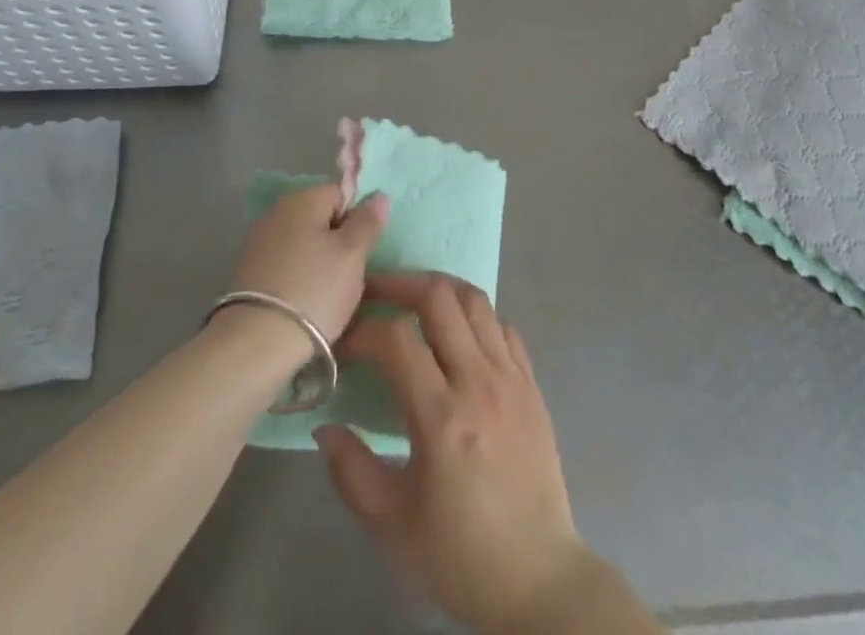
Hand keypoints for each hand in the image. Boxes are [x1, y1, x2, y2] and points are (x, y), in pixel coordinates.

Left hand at [228, 185, 388, 342]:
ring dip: (319, 263)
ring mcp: (258, 242)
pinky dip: (299, 279)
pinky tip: (305, 304)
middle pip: (321, 218)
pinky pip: (286, 266)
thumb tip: (378, 195)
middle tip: (350, 276)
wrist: (256, 344)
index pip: (342, 194)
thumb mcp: (352, 254)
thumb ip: (367, 221)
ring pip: (304, 245)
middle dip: (338, 242)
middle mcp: (277, 211)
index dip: (358, 219)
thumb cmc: (314, 290)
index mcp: (303, 198)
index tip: (362, 251)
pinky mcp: (248, 273)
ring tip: (329, 296)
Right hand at [314, 272, 600, 634]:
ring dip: (440, 291)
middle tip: (375, 294)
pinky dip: (476, 317)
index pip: (396, 339)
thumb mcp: (392, 525)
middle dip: (400, 285)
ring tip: (413, 302)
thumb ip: (351, 471)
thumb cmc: (460, 555)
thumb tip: (324, 427)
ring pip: (476, 301)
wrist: (539, 580)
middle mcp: (479, 382)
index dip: (363, 330)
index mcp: (442, 416)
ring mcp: (512, 378)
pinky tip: (458, 336)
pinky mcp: (532, 384)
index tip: (345, 344)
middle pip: (440, 297)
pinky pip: (503, 326)